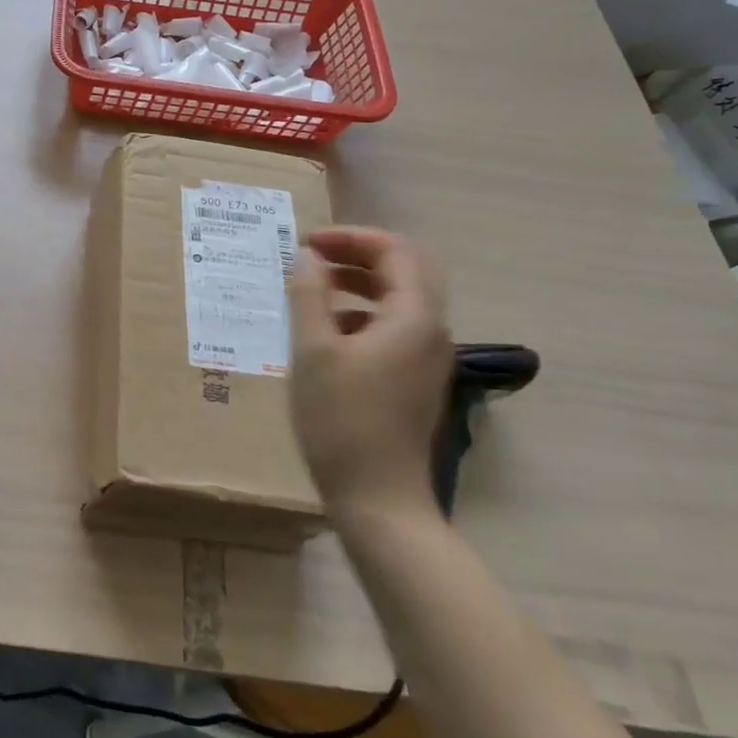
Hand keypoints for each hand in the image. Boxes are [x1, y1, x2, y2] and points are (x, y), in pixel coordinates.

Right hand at [287, 227, 451, 526]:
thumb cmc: (341, 420)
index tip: (306, 242)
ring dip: (359, 283)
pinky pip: (394, 327)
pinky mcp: (414, 380)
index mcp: (413, 317)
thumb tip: (307, 256)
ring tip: (312, 287)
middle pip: (405, 270)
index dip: (351, 237)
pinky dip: (362, 313)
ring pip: (400, 299)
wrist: (378, 500)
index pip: (395, 251)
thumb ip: (308, 295)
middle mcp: (431, 331)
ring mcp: (427, 358)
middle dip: (358, 255)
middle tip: (313, 256)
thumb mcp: (312, 351)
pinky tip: (326, 331)